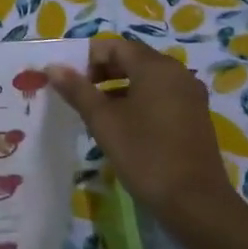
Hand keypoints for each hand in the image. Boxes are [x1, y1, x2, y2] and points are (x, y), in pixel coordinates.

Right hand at [47, 39, 243, 236]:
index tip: (66, 78)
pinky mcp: (194, 116)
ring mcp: (189, 95)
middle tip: (76, 93)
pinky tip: (121, 125)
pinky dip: (137, 101)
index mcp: (155, 67)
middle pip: (132, 59)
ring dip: (117, 87)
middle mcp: (177, 73)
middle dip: (101, 71)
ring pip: (146, 79)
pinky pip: (160, 96)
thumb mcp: (103, 121)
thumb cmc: (144, 154)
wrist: (195, 202)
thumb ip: (78, 90)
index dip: (86, 57)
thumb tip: (53, 67)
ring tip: (93, 110)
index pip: (115, 46)